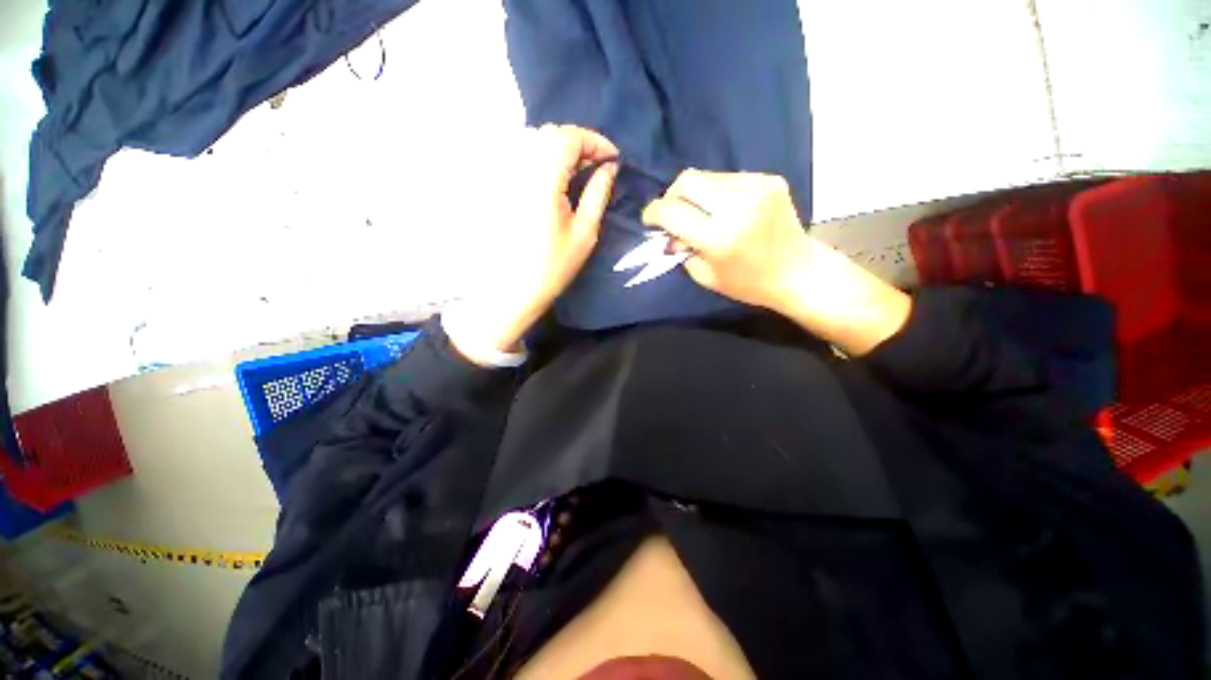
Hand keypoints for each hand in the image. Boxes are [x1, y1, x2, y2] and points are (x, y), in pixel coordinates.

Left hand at [448, 125, 618, 363]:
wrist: (514, 289)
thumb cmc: (553, 265)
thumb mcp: (585, 232)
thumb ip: (599, 193)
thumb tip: (610, 167)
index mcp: (543, 178)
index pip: (569, 137)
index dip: (595, 141)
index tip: (614, 158)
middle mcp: (519, 167)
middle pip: (551, 134)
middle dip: (579, 143)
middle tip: (599, 166)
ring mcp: (505, 175)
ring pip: (535, 142)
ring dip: (561, 149)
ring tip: (580, 171)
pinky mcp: (500, 186)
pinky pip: (523, 156)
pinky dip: (544, 158)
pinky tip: (556, 178)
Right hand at [642, 169, 910, 355]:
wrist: (799, 271)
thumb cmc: (749, 284)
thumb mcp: (706, 277)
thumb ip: (682, 250)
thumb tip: (669, 234)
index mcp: (719, 237)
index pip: (672, 211)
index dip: (653, 213)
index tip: (650, 220)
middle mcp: (737, 206)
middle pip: (686, 181)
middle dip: (671, 196)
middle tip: (672, 213)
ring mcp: (756, 188)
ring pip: (706, 176)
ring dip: (694, 194)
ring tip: (699, 213)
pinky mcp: (769, 179)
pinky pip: (727, 178)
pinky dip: (716, 192)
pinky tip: (723, 209)